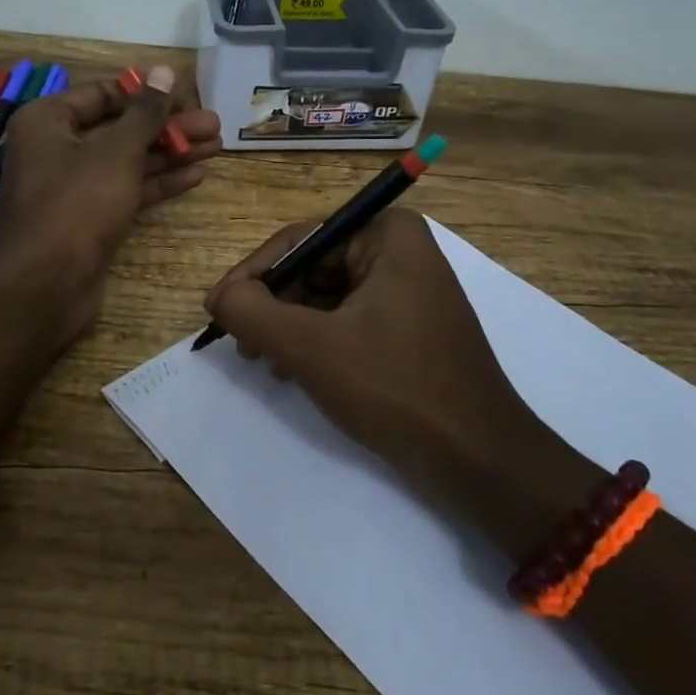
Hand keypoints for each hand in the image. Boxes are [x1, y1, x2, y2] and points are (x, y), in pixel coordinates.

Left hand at [0, 65, 221, 337]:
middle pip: (120, 127)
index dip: (147, 93)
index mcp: (47, 120)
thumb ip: (145, 112)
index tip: (188, 95)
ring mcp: (72, 186)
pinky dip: (158, 181)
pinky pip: (126, 189)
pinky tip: (196, 174)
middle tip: (214, 124)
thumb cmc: (77, 203)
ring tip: (217, 145)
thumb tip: (165, 70)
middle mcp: (56, 148)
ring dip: (170, 152)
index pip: (103, 93)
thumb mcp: (116, 151)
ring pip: (127, 160)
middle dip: (167, 126)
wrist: (46, 285)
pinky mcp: (89, 218)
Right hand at [205, 209, 597, 553]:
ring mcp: (409, 289)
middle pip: (313, 267)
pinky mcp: (409, 326)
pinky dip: (316, 341)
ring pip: (326, 296)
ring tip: (264, 361)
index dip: (252, 274)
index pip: (300, 239)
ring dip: (289, 327)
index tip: (217, 308)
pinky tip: (293, 372)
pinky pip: (348, 319)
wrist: (478, 459)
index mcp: (388, 234)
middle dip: (273, 305)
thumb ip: (253, 312)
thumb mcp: (311, 347)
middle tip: (239, 342)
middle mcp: (401, 251)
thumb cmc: (395, 387)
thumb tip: (219, 295)